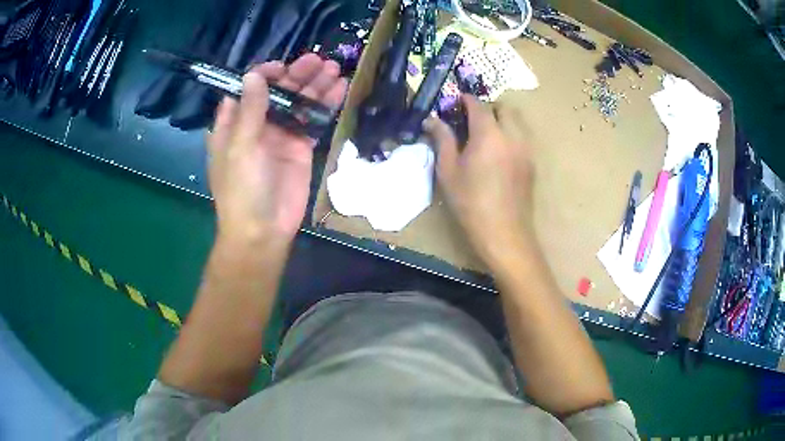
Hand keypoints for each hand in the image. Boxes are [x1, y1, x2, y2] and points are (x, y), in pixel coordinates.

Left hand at [208, 54, 346, 244]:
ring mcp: (280, 134)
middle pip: (277, 91)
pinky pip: (313, 120)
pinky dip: (325, 104)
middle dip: (296, 74)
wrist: (263, 231)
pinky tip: (339, 88)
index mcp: (234, 123)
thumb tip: (254, 74)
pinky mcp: (300, 146)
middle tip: (317, 61)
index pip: (248, 88)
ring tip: (333, 68)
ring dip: (315, 85)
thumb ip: (250, 110)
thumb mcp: (241, 148)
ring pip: (298, 102)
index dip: (264, 74)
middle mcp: (257, 124)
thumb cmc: (242, 190)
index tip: (282, 68)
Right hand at [425, 94, 533, 261]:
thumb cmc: (470, 202)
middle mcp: (512, 135)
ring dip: (501, 119)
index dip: (464, 100)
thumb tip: (432, 120)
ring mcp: (526, 149)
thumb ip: (442, 139)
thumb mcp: (448, 170)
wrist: (503, 231)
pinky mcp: (532, 163)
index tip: (454, 103)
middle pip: (503, 108)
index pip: (478, 105)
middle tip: (471, 120)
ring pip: (517, 121)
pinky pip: (522, 137)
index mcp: (489, 133)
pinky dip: (511, 134)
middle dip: (487, 107)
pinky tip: (498, 152)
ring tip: (485, 135)